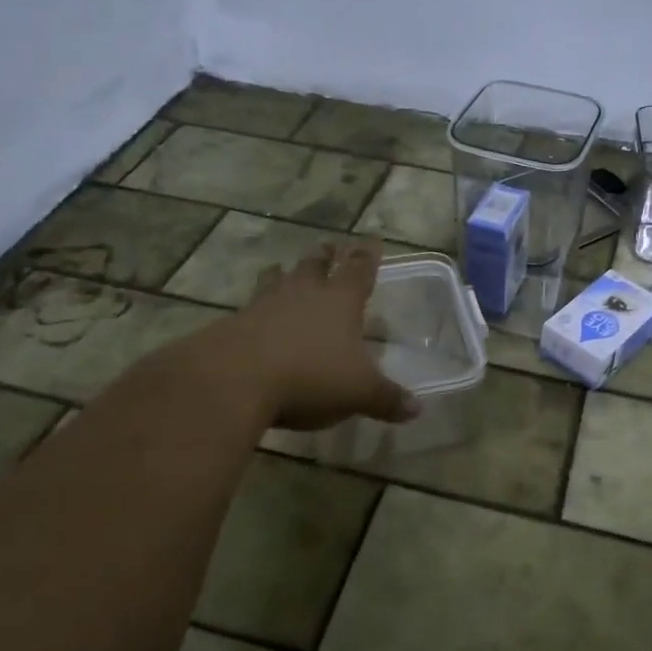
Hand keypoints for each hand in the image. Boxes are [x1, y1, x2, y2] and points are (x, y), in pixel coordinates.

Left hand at [229, 241, 419, 431]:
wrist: (235, 379)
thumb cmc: (310, 377)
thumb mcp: (357, 393)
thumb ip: (386, 398)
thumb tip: (417, 409)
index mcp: (340, 302)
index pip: (359, 271)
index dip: (368, 256)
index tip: (372, 241)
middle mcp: (304, 294)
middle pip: (315, 266)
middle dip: (324, 256)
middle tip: (328, 247)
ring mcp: (265, 305)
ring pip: (277, 280)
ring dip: (283, 273)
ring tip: (281, 267)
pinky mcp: (234, 324)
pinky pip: (249, 307)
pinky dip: (255, 306)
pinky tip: (252, 313)